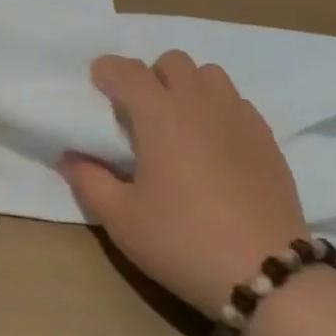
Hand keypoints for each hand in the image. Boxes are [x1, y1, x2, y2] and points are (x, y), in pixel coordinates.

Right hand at [60, 51, 309, 316]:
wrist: (266, 273)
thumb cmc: (182, 241)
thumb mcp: (121, 219)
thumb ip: (89, 181)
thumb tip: (69, 156)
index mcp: (160, 115)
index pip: (128, 71)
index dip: (108, 70)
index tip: (96, 82)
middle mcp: (200, 103)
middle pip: (172, 62)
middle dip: (150, 75)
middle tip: (138, 111)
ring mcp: (239, 117)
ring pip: (209, 75)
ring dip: (187, 86)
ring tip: (178, 122)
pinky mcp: (266, 138)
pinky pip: (237, 102)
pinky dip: (217, 108)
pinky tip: (212, 144)